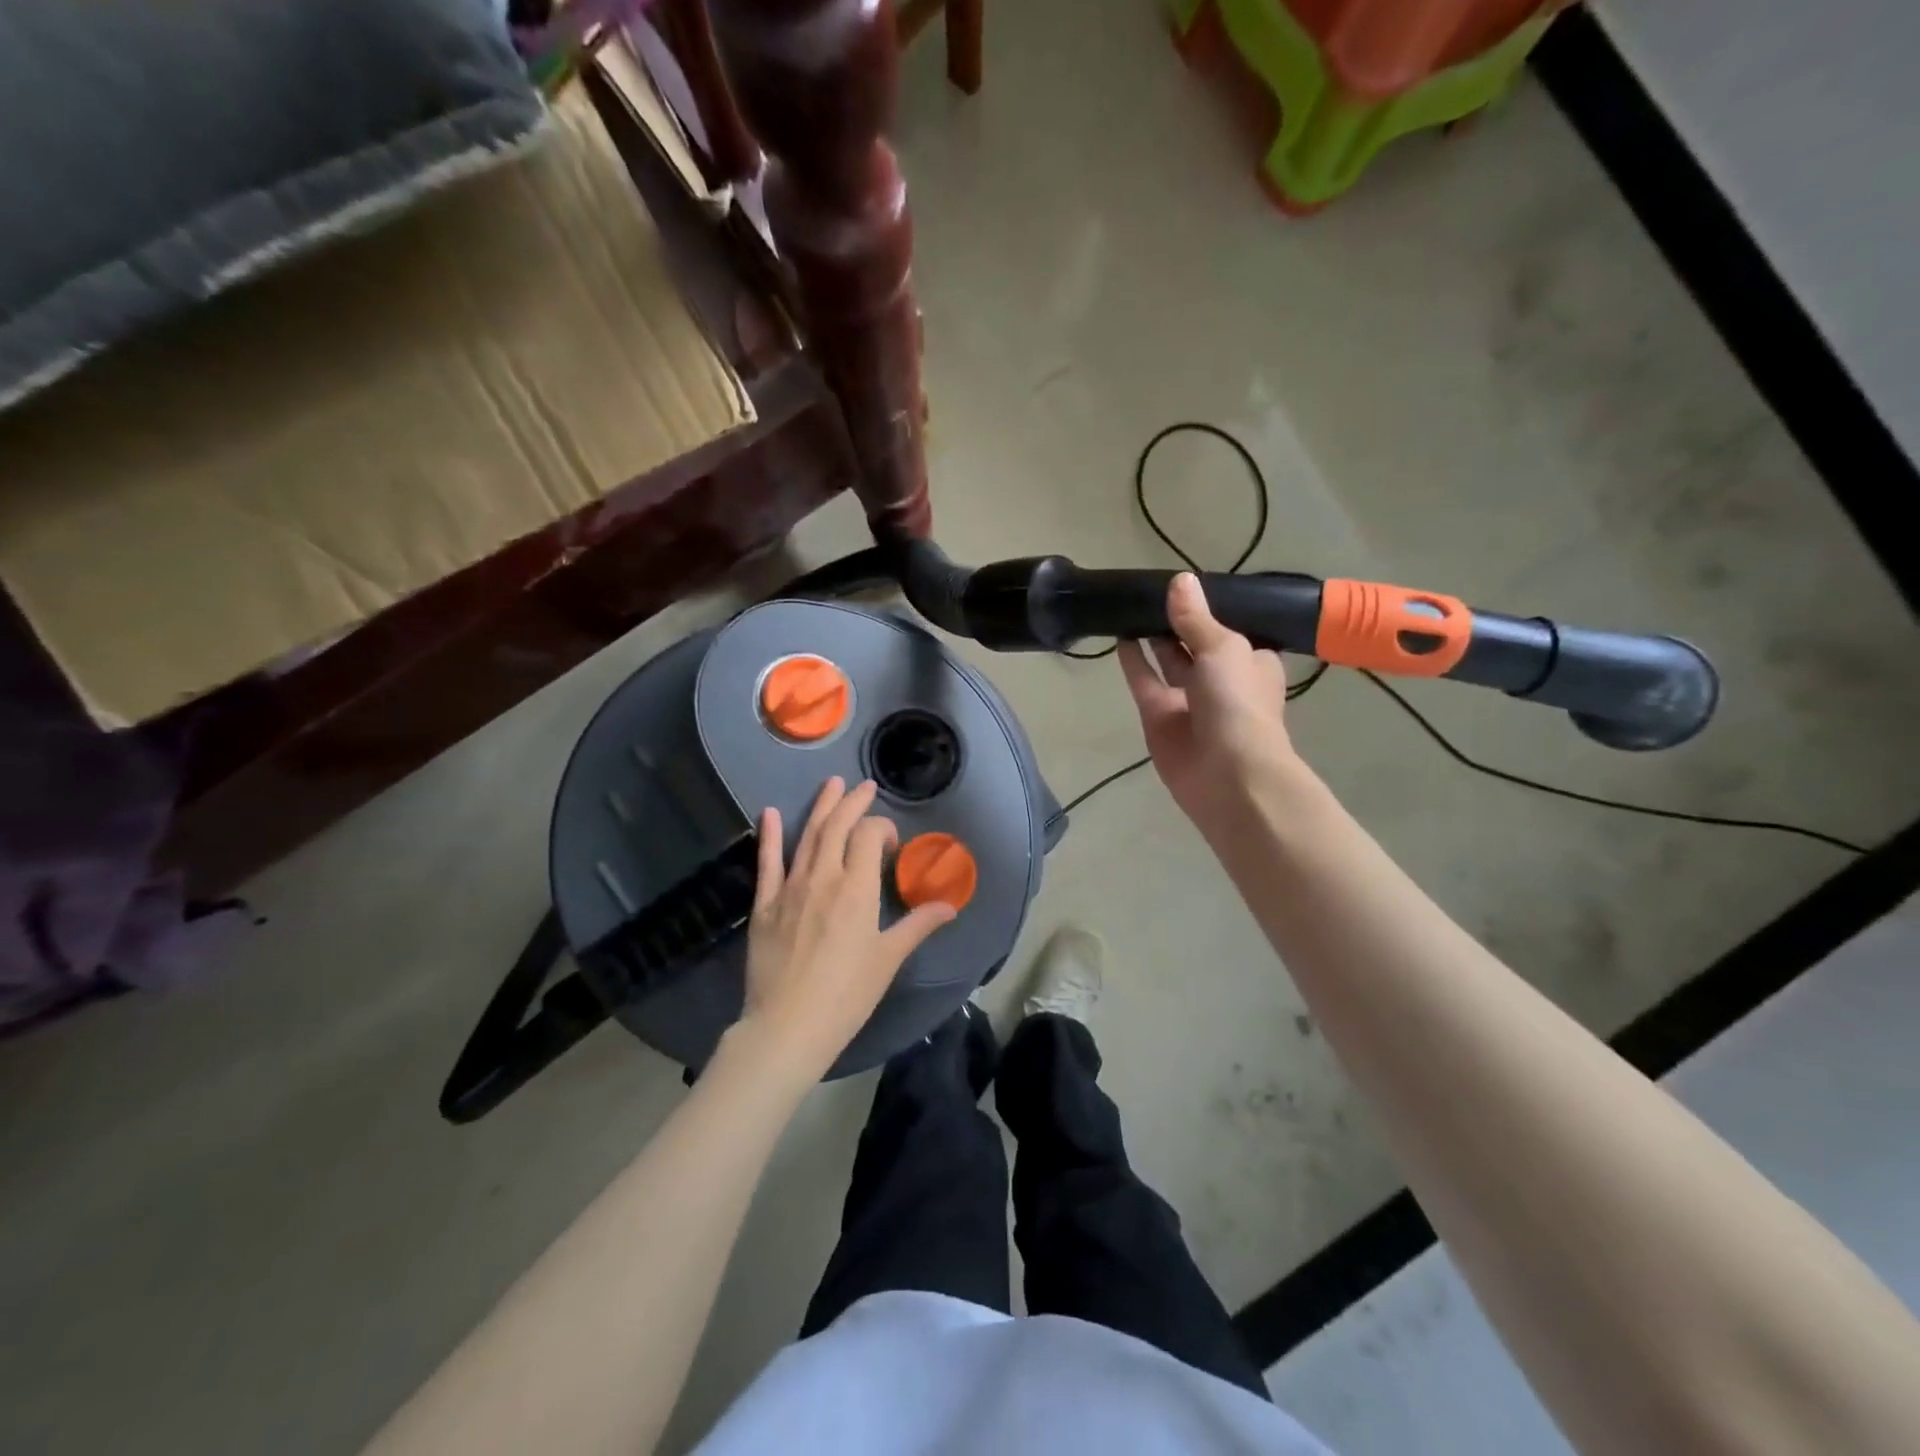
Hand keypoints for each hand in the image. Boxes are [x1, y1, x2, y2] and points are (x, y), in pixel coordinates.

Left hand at [740, 777, 955, 1080]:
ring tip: (831, 784)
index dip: (882, 828)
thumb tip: (950, 906)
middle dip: (852, 801)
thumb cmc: (847, 995)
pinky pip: (767, 862)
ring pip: (808, 836)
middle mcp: (824, 877)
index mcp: (857, 888)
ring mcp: (790, 888)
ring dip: (821, 807)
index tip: (890, 844)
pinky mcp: (765, 905)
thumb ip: (918, 925)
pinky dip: (771, 835)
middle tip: (863, 786)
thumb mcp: (888, 959)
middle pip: (838, 826)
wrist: (788, 1027)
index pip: (869, 835)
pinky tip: (771, 813)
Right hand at [1118, 573, 1299, 841]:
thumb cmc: (1238, 703)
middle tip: (1148, 590)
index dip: (1208, 608)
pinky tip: (1119, 636)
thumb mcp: (1223, 649)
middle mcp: (1220, 679)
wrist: (1227, 774)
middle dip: (1175, 620)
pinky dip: (1133, 662)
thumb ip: (1195, 618)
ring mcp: (1188, 700)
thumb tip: (1179, 580)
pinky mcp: (1159, 717)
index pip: (1229, 628)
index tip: (1184, 584)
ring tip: (1130, 607)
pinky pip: (1144, 682)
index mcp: (1250, 661)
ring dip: (1152, 638)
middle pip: (1194, 643)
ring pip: (1167, 662)